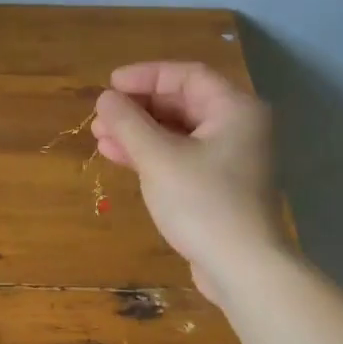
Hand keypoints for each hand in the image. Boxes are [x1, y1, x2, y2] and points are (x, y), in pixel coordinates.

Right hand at [93, 61, 284, 301]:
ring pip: (179, 134)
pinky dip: (153, 156)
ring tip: (100, 138)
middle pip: (182, 104)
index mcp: (235, 109)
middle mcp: (238, 128)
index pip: (187, 76)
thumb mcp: (159, 158)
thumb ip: (129, 123)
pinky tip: (120, 159)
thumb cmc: (203, 203)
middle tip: (100, 116)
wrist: (242, 267)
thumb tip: (106, 98)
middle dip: (138, 109)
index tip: (110, 86)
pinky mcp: (219, 188)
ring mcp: (231, 160)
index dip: (146, 76)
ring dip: (140, 134)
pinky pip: (182, 159)